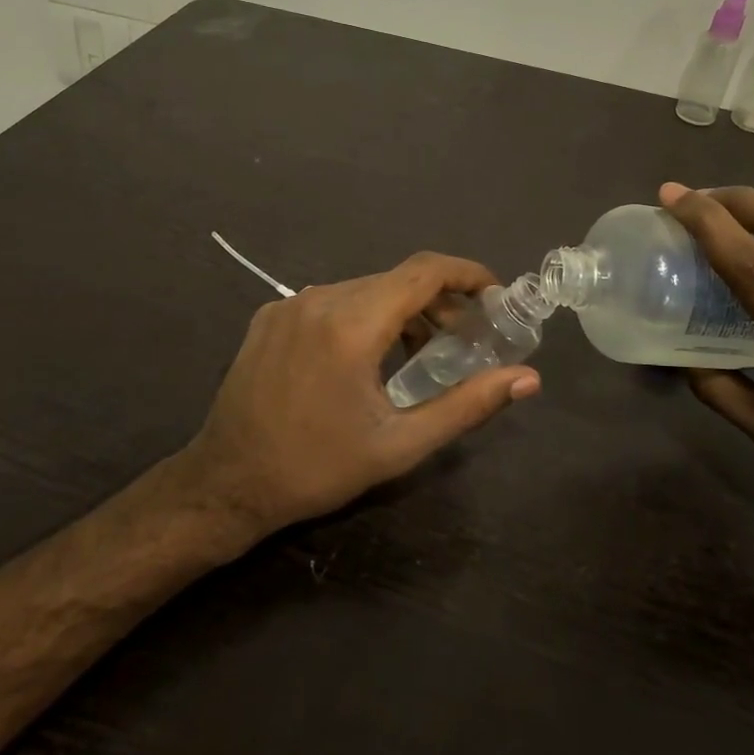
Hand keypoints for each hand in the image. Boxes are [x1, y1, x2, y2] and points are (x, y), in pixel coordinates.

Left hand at [175, 252, 541, 539]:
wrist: (226, 483)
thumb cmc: (318, 468)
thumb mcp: (399, 444)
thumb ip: (467, 405)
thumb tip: (527, 378)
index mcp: (352, 324)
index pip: (424, 271)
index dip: (467, 274)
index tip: (494, 296)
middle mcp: (319, 299)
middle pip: (396, 280)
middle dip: (439, 301)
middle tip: (465, 338)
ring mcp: (289, 304)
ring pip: (364, 289)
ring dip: (401, 309)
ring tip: (422, 351)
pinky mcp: (270, 317)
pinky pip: (332, 301)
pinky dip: (364, 315)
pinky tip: (368, 355)